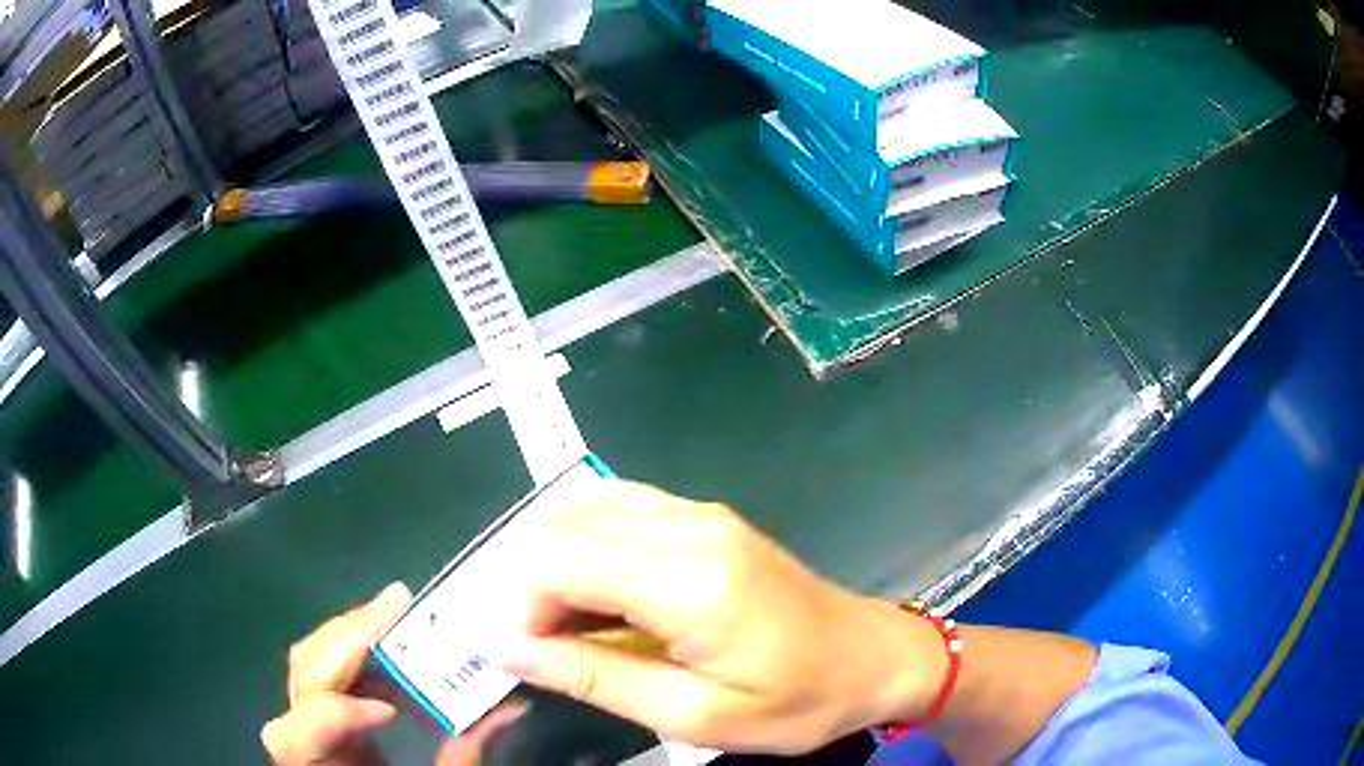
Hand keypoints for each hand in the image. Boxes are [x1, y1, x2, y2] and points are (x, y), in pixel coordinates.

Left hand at [263, 583, 524, 765]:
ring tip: (395, 616)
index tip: (390, 711)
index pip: (301, 735)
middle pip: (302, 678)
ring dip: (353, 636)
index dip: (336, 715)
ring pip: (308, 664)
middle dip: (347, 639)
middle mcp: (303, 741)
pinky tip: (394, 652)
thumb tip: (512, 705)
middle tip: (397, 604)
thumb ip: (466, 754)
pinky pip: (330, 669)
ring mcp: (308, 721)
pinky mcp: (323, 712)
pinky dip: (361, 655)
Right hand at [499, 481, 946, 754]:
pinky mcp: (706, 517)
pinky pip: (619, 508)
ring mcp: (700, 513)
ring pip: (585, 511)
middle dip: (531, 585)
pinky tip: (596, 590)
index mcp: (691, 581)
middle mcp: (690, 527)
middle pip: (565, 528)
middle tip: (544, 646)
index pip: (561, 561)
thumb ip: (597, 678)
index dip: (521, 604)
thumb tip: (508, 649)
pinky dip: (585, 544)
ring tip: (568, 625)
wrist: (872, 657)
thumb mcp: (698, 716)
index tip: (524, 655)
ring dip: (554, 563)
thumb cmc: (797, 701)